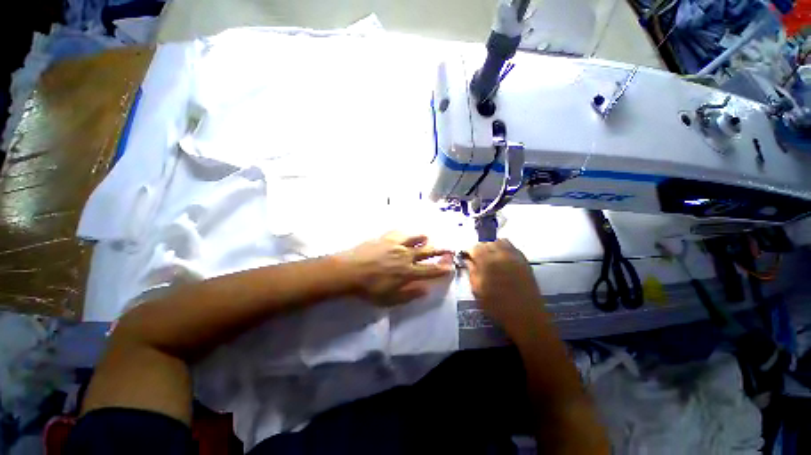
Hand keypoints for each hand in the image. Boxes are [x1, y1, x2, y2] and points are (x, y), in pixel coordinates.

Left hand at [339, 232, 451, 305]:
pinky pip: (400, 233)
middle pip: (427, 252)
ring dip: (424, 239)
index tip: (451, 267)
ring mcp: (396, 244)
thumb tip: (426, 290)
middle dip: (440, 251)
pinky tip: (407, 233)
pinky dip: (406, 233)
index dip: (442, 269)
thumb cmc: (369, 288)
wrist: (349, 270)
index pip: (430, 270)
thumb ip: (410, 294)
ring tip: (428, 237)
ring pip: (415, 239)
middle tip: (449, 248)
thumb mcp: (390, 298)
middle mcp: (406, 256)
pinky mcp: (386, 238)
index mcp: (408, 272)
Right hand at [464, 239, 543, 325]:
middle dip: (480, 248)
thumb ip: (471, 272)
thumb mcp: (477, 290)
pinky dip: (504, 248)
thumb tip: (467, 261)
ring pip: (500, 241)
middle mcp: (501, 255)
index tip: (467, 257)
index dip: (469, 251)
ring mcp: (515, 256)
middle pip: (487, 242)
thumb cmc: (497, 306)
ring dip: (492, 246)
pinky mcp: (524, 260)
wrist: (526, 316)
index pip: (475, 247)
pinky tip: (501, 258)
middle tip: (477, 258)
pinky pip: (512, 247)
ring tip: (489, 257)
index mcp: (487, 262)